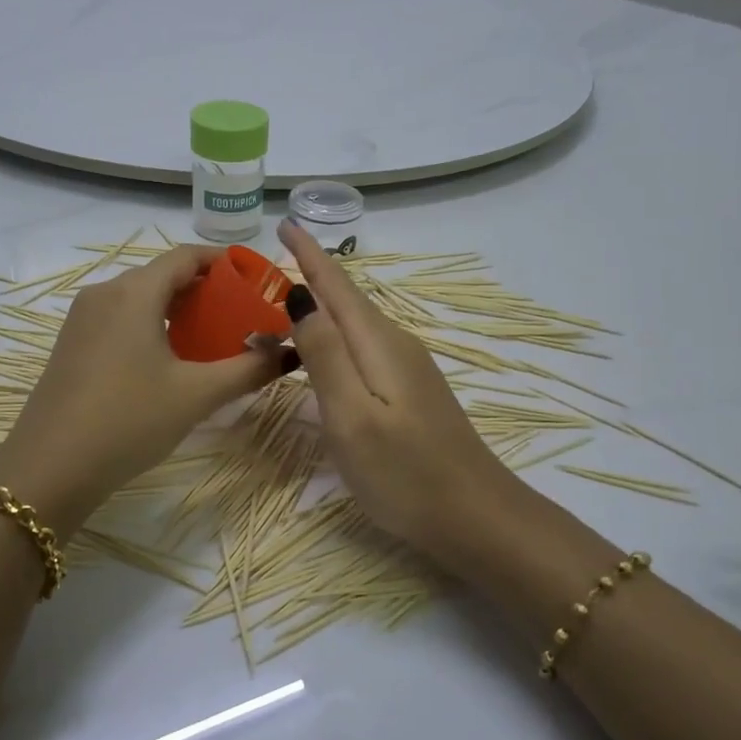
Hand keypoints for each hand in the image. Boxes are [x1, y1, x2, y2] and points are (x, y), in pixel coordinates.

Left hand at [0, 246, 286, 536]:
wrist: (49, 469)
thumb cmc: (128, 421)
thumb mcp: (196, 395)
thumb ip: (248, 369)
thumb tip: (288, 352)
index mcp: (134, 292)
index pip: (187, 256)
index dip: (225, 262)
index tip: (257, 280)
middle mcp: (104, 293)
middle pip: (163, 275)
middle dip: (206, 289)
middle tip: (243, 314)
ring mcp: (82, 319)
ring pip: (141, 298)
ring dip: (179, 310)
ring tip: (214, 337)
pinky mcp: (72, 344)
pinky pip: (121, 319)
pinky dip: (153, 325)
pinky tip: (172, 358)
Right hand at [278, 220, 533, 569]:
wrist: (475, 517)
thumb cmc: (405, 472)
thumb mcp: (352, 416)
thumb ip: (325, 354)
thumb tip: (300, 296)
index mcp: (377, 343)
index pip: (336, 285)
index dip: (309, 253)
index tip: (284, 222)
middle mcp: (394, 345)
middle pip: (345, 300)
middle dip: (309, 277)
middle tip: (265, 270)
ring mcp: (407, 369)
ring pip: (353, 325)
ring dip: (320, 309)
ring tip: (282, 305)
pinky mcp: (409, 392)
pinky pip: (362, 349)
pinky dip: (334, 338)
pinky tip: (322, 353)